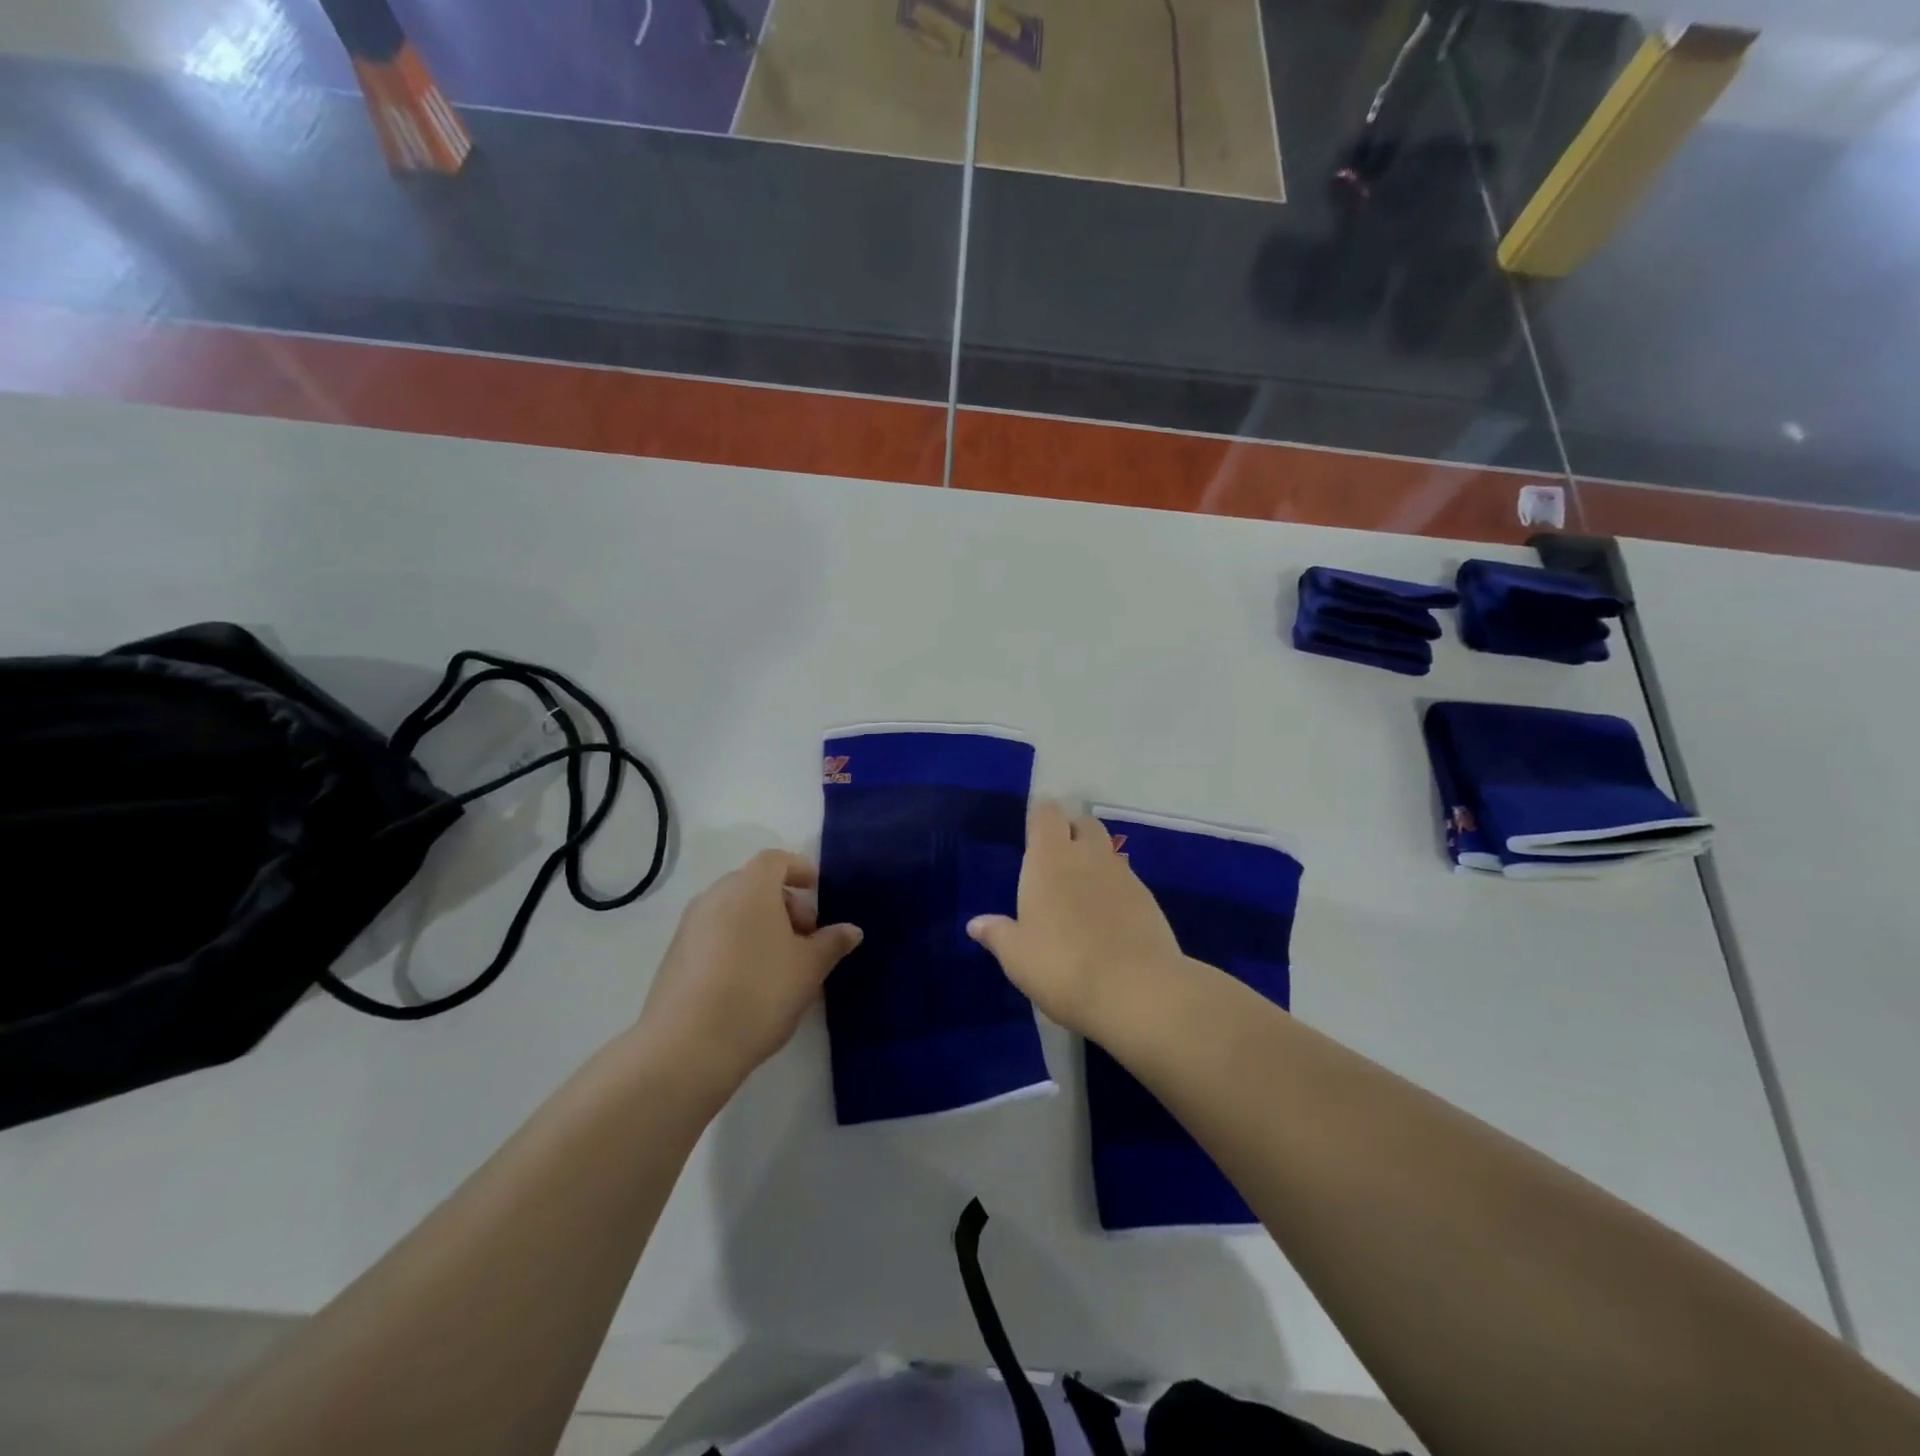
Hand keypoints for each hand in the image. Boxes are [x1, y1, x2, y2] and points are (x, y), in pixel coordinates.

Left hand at [635, 850, 861, 1100]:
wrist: (688, 1046)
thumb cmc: (761, 992)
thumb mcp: (809, 968)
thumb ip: (831, 943)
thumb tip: (850, 930)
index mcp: (750, 888)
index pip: (775, 860)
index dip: (799, 869)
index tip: (816, 890)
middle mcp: (715, 897)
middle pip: (753, 885)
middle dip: (783, 903)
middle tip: (805, 937)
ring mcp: (689, 927)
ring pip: (732, 912)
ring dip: (759, 926)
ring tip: (781, 964)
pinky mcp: (674, 958)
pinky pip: (713, 936)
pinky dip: (736, 945)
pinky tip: (750, 983)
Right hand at [967, 800, 1183, 1037]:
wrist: (1136, 991)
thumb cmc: (1062, 966)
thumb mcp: (1017, 957)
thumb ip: (998, 934)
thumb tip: (976, 924)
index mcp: (1049, 859)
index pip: (1047, 813)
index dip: (1040, 816)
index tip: (1033, 832)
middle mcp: (1088, 856)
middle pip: (1084, 823)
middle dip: (1072, 832)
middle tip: (1057, 861)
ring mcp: (1123, 875)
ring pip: (1107, 851)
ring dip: (1094, 862)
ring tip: (1081, 896)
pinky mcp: (1149, 900)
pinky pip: (1126, 881)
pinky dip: (1114, 890)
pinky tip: (1107, 921)